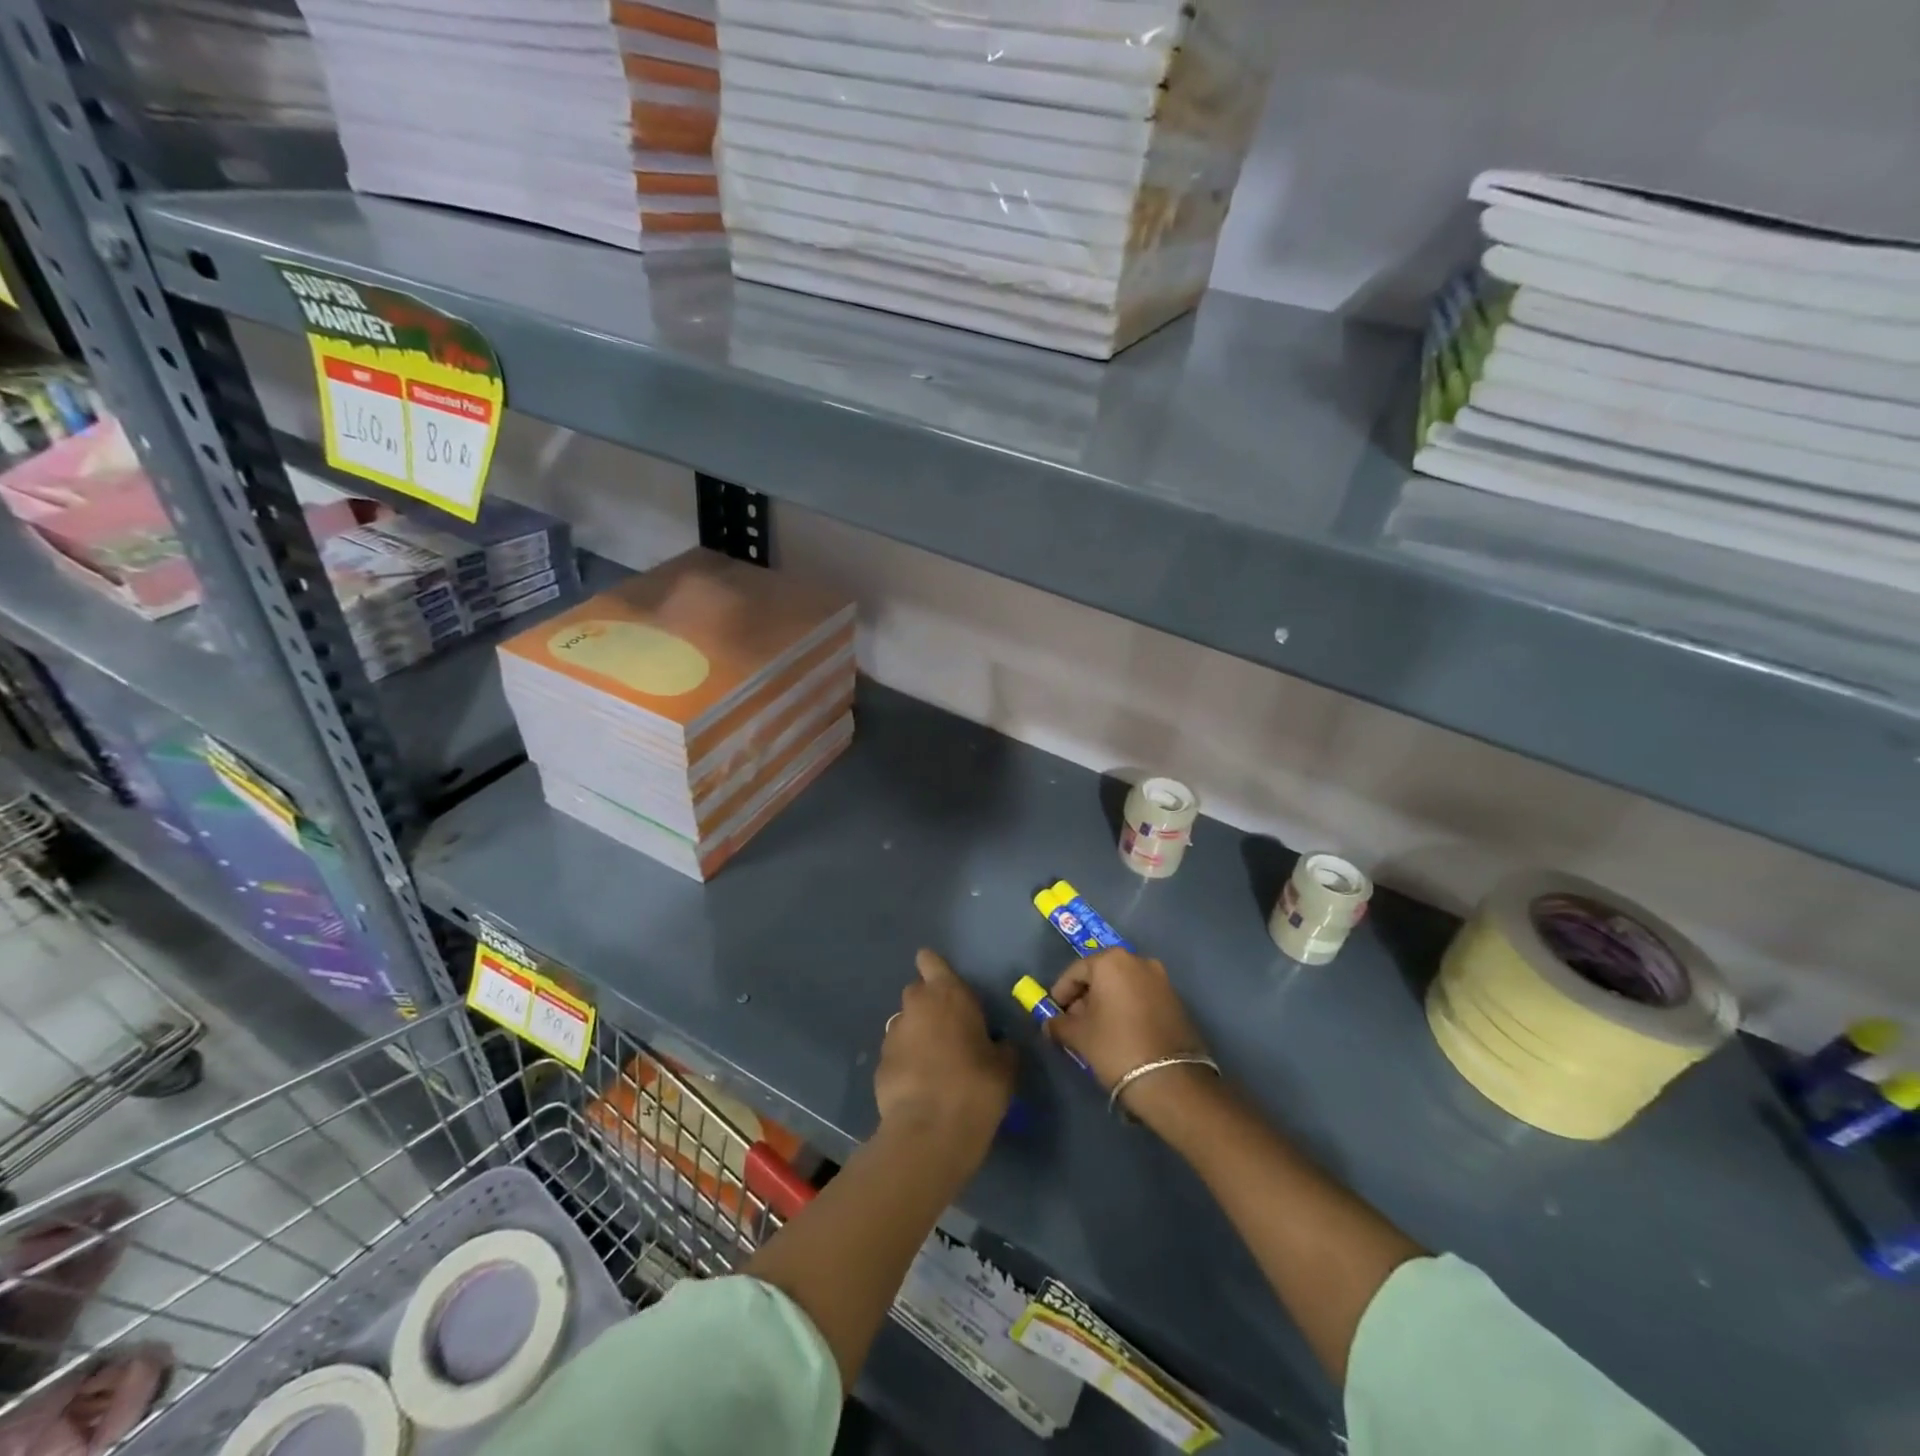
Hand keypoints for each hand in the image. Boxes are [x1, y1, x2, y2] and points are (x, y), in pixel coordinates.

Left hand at [876, 950, 1016, 1150]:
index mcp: (948, 994)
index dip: (934, 968)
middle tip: (949, 1031)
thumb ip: (1000, 1046)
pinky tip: (920, 1086)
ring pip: (905, 1024)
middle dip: (929, 1005)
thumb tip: (998, 1044)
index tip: (945, 983)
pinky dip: (906, 1063)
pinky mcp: (880, 1064)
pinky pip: (896, 1054)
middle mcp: (916, 1005)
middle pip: (917, 992)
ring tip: (934, 1064)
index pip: (930, 961)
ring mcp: (893, 1034)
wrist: (930, 1131)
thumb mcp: (1005, 1065)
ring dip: (917, 1035)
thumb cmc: (977, 1086)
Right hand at [1047, 949, 1210, 1102]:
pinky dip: (1127, 1008)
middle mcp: (1138, 961)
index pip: (1075, 971)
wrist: (1172, 1081)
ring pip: (1123, 986)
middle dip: (1084, 997)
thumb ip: (1058, 1024)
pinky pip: (1141, 997)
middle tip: (1074, 1022)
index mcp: (1112, 961)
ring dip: (1106, 1003)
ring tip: (1097, 1030)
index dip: (1061, 993)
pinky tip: (1121, 1032)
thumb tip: (1049, 1024)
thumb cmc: (1116, 1047)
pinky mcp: (1176, 1000)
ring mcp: (1161, 980)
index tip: (1053, 1013)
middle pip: (1101, 975)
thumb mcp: (1079, 1036)